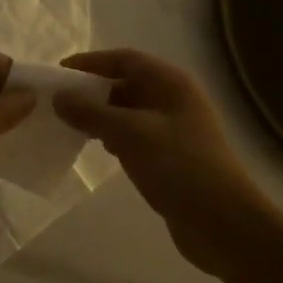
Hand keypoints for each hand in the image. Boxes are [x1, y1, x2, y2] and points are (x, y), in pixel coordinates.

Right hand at [53, 49, 268, 273]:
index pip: (125, 59)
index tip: (59, 73)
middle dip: (93, 90)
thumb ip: (91, 113)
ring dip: (101, 115)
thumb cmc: (179, 167)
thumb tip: (59, 97)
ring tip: (70, 124)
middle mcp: (174, 99)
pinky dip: (113, 136)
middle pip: (127, 83)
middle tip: (59, 102)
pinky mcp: (170, 156)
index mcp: (171, 83)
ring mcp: (174, 129)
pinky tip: (97, 148)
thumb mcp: (130, 134)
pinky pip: (135, 135)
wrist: (223, 223)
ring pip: (129, 111)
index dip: (92, 62)